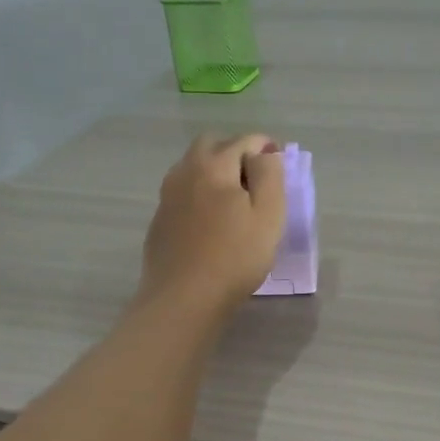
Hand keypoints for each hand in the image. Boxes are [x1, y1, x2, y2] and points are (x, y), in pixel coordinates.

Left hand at [140, 134, 285, 318]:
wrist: (183, 299)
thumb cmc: (235, 258)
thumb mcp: (268, 216)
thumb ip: (269, 176)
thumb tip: (264, 153)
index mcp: (214, 166)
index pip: (244, 141)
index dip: (266, 148)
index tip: (279, 164)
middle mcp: (186, 172)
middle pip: (211, 145)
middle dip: (235, 152)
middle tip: (256, 178)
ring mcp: (168, 195)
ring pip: (192, 166)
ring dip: (215, 171)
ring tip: (235, 199)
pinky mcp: (160, 218)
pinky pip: (183, 191)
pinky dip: (200, 192)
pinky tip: (211, 220)